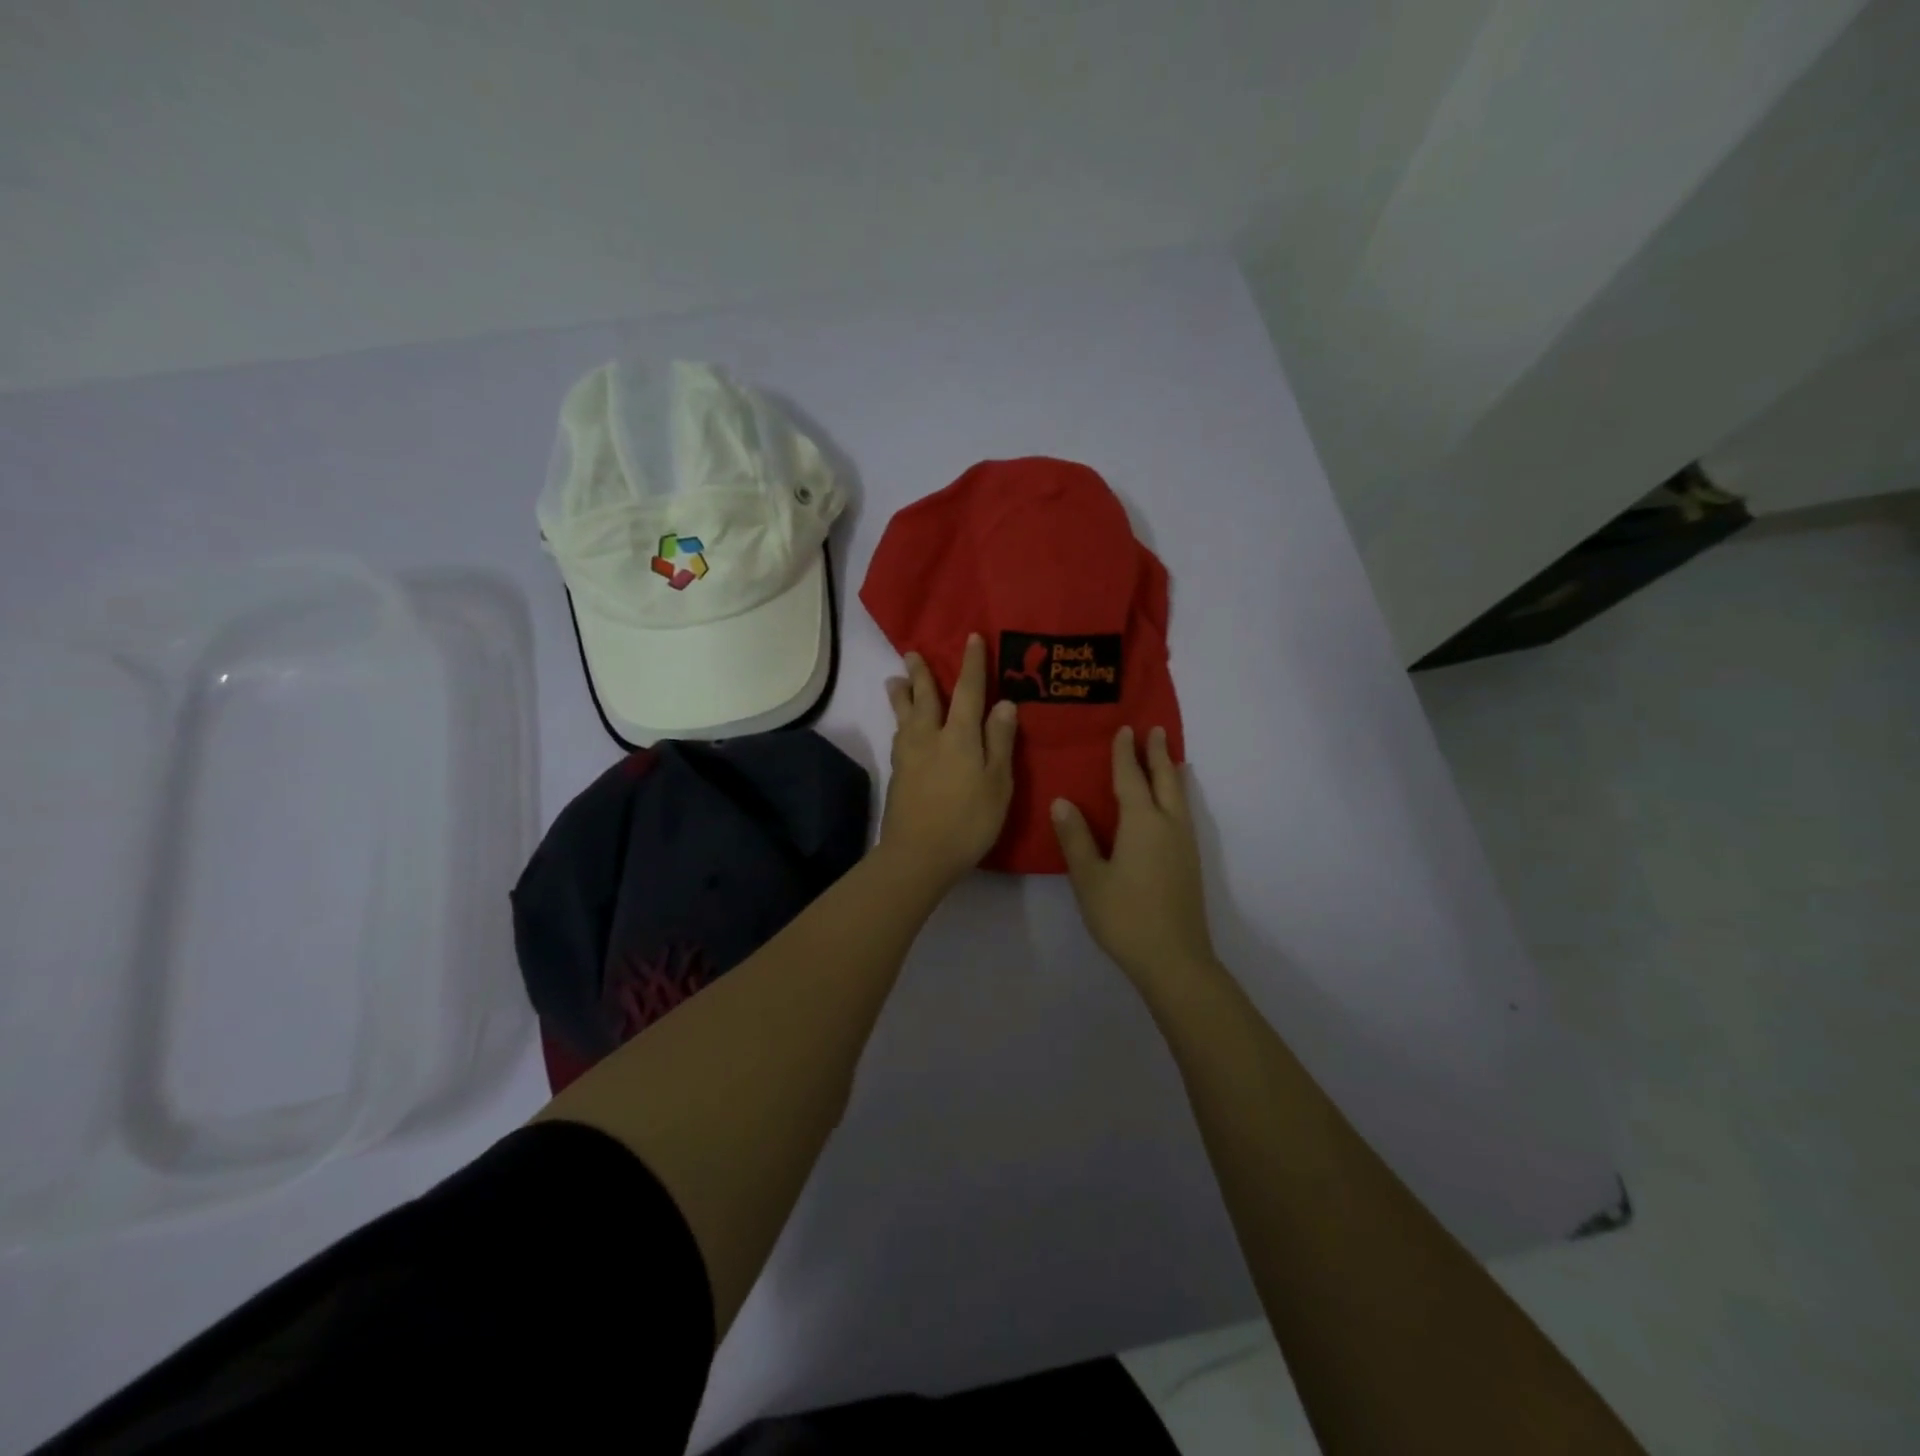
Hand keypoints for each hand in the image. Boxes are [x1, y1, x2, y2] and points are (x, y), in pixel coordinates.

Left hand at [880, 634, 1018, 892]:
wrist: (918, 854)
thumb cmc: (968, 820)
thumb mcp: (998, 782)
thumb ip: (999, 741)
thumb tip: (1004, 703)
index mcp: (959, 735)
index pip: (968, 690)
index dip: (972, 664)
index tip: (972, 638)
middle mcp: (929, 737)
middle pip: (924, 698)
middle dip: (921, 674)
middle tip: (911, 653)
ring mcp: (909, 756)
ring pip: (904, 716)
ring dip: (901, 695)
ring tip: (894, 680)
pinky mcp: (898, 775)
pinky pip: (899, 737)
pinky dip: (899, 723)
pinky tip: (900, 728)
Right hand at [1051, 726, 1216, 989]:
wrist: (1174, 959)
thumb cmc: (1124, 916)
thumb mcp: (1089, 878)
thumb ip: (1076, 838)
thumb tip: (1062, 801)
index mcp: (1142, 823)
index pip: (1130, 778)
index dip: (1125, 753)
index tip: (1124, 729)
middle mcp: (1168, 825)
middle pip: (1165, 780)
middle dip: (1158, 753)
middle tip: (1155, 729)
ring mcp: (1184, 844)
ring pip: (1179, 796)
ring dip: (1171, 772)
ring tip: (1169, 758)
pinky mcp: (1190, 862)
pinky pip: (1184, 813)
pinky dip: (1178, 795)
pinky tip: (1173, 805)